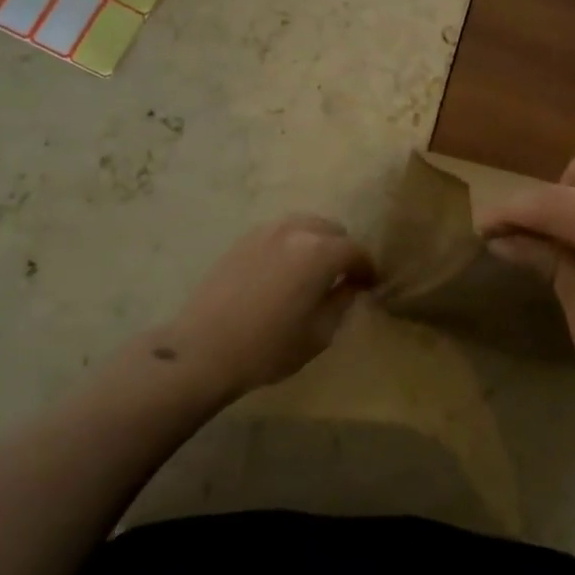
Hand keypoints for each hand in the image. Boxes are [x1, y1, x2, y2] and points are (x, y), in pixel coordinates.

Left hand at [160, 215, 374, 397]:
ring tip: (313, 271)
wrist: (203, 349)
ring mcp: (266, 231)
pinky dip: (291, 244)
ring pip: (304, 225)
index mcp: (319, 252)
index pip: (355, 251)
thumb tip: (350, 285)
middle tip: (342, 278)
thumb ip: (341, 301)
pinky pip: (279, 232)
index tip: (370, 285)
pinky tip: (285, 270)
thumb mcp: (319, 333)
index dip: (367, 268)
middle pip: (331, 229)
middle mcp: (295, 231)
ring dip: (317, 242)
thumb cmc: (268, 348)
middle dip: (342, 250)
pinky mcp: (243, 239)